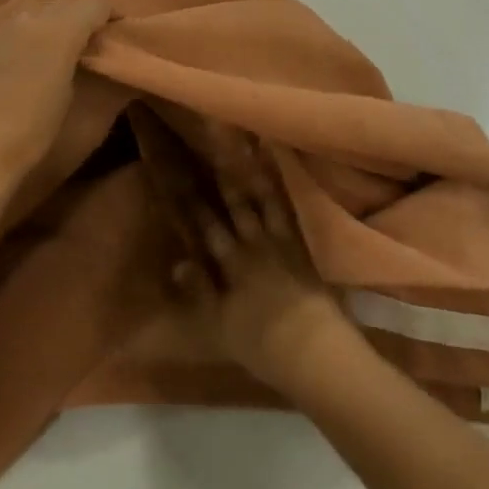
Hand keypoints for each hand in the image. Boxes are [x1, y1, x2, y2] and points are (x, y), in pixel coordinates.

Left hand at [0, 0, 110, 206]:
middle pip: (64, 3)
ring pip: (35, 13)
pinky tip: (23, 64)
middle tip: (90, 45)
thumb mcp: (80, 108)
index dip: (111, 15)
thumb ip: (97, 72)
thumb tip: (107, 60)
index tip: (117, 34)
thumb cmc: (33, 135)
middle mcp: (30, 17)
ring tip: (58, 54)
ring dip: (52, 26)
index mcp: (61, 29)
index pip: (96, 3)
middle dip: (81, 18)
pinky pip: (11, 29)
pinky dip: (25, 38)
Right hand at [162, 145, 356, 392]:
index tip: (181, 174)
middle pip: (236, 204)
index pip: (207, 226)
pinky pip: (289, 208)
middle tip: (214, 142)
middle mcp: (253, 243)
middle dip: (223, 173)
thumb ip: (199, 289)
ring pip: (263, 198)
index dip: (194, 201)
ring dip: (253, 170)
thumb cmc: (260, 342)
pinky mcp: (301, 244)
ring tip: (246, 141)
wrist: (311, 348)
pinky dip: (282, 186)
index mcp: (231, 262)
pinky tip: (279, 166)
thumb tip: (177, 261)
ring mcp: (280, 240)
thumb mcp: (219, 322)